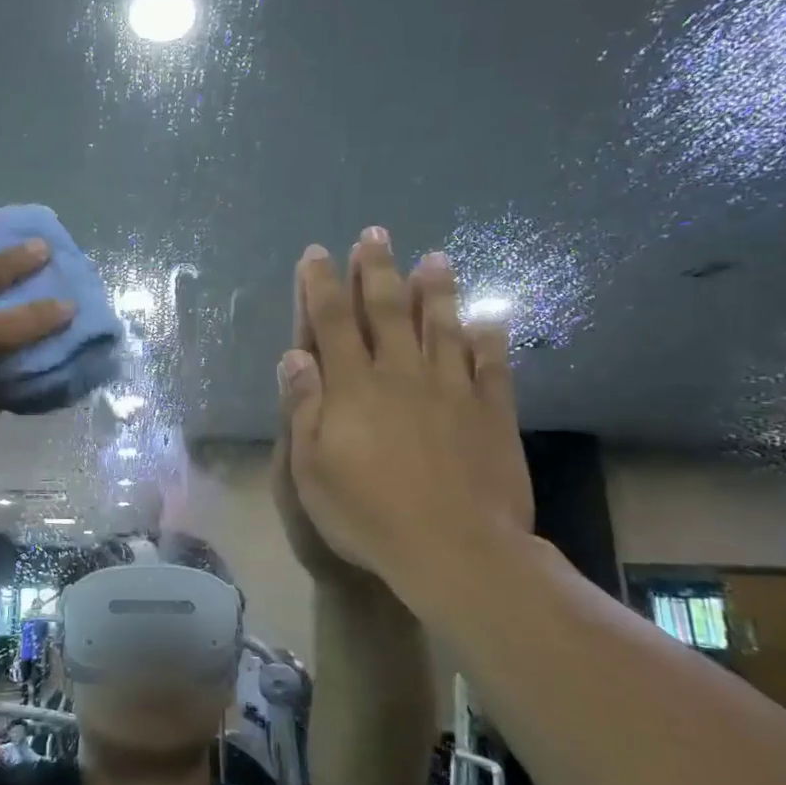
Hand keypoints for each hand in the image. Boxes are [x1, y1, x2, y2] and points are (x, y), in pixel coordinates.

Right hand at [277, 229, 532, 595]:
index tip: (316, 254)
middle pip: (386, 311)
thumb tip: (294, 356)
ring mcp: (452, 389)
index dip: (321, 286)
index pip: (331, 323)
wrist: (455, 549)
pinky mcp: (491, 411)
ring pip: (442, 326)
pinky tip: (490, 318)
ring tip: (435, 258)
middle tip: (375, 235)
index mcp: (353, 387)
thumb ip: (304, 407)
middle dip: (376, 270)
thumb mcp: (312, 468)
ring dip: (435, 290)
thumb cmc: (368, 514)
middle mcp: (401, 374)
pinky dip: (491, 338)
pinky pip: (492, 364)